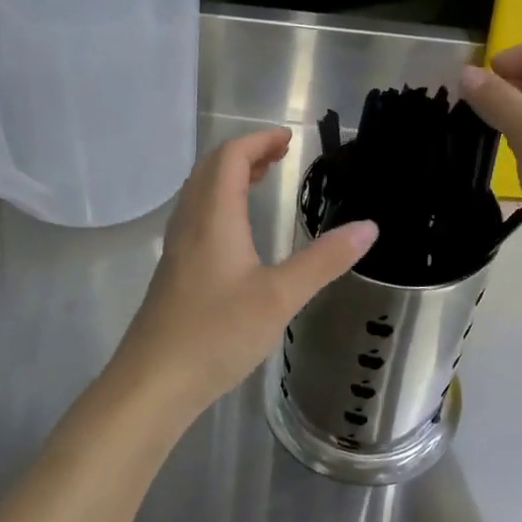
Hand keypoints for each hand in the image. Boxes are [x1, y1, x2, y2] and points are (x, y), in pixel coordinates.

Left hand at [109, 128, 377, 416]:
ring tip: (261, 180)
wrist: (152, 383)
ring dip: (229, 176)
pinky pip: (195, 215)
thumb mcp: (280, 298)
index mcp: (213, 217)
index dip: (258, 141)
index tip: (289, 139)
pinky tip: (235, 231)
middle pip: (210, 168)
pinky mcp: (173, 271)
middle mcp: (189, 223)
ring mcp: (176, 247)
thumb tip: (368, 227)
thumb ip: (324, 260)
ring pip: (199, 192)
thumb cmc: (216, 334)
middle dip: (245, 153)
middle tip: (280, 155)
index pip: (230, 157)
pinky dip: (219, 202)